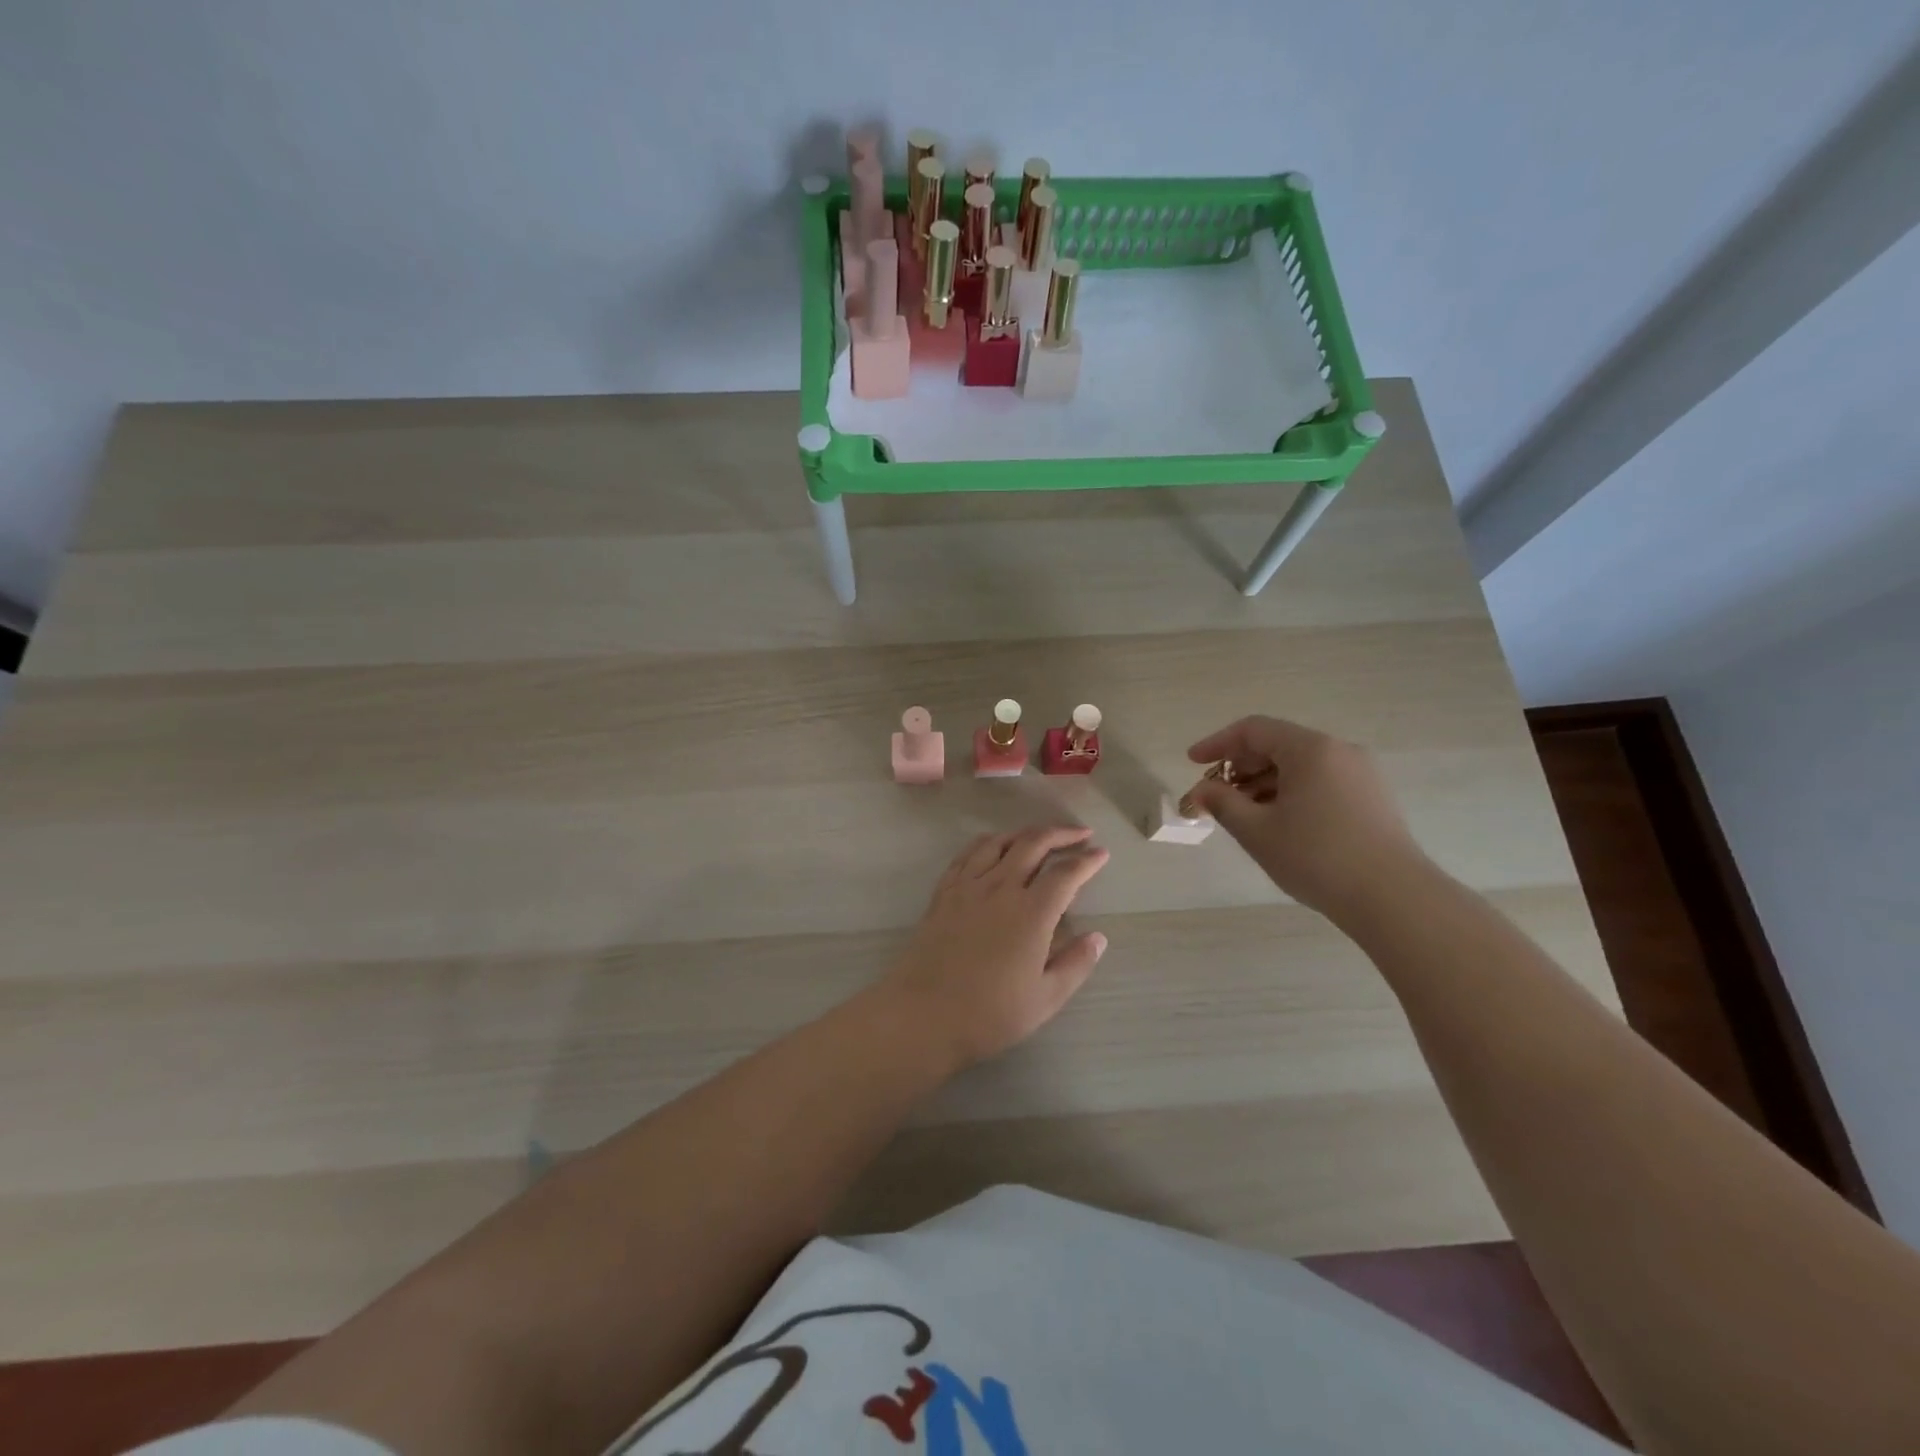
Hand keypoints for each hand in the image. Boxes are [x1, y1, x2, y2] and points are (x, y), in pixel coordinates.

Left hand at [879, 825, 1110, 1070]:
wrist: (923, 1014)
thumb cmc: (989, 1014)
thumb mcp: (1045, 999)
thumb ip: (1075, 964)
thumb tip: (1098, 938)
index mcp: (1031, 913)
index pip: (1065, 874)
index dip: (1087, 861)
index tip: (1101, 854)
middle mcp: (1000, 888)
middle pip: (1032, 844)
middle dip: (1060, 834)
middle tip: (1079, 834)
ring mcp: (968, 886)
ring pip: (998, 842)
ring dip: (1023, 833)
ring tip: (1039, 837)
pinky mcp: (943, 892)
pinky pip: (967, 854)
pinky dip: (988, 843)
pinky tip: (993, 848)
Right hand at [1184, 715, 1425, 920]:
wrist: (1394, 899)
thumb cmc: (1317, 858)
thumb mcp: (1257, 831)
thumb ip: (1222, 803)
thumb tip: (1201, 790)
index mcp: (1311, 749)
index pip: (1253, 730)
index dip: (1217, 743)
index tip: (1192, 762)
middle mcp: (1339, 751)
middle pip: (1277, 744)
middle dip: (1240, 767)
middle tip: (1215, 795)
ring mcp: (1361, 774)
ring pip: (1299, 765)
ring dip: (1263, 783)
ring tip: (1242, 814)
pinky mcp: (1372, 798)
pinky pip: (1320, 781)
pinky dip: (1290, 792)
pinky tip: (1277, 822)